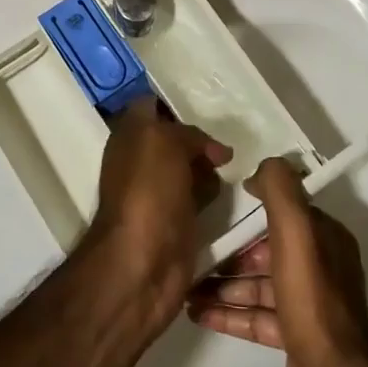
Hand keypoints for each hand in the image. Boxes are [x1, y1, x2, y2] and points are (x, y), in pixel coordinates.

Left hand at [86, 97, 230, 305]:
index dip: (173, 103)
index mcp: (129, 136)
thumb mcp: (165, 142)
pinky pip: (202, 197)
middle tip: (231, 138)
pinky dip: (216, 195)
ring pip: (192, 167)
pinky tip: (235, 192)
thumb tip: (216, 151)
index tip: (206, 105)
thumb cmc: (148, 191)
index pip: (151, 106)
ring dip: (212, 168)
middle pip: (176, 138)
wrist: (144, 262)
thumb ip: (188, 134)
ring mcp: (160, 192)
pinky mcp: (179, 220)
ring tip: (238, 166)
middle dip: (201, 138)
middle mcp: (141, 160)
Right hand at [188, 157, 367, 366]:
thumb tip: (259, 170)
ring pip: (257, 284)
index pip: (284, 213)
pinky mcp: (292, 334)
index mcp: (324, 237)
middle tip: (194, 252)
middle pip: (265, 250)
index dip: (252, 209)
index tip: (218, 208)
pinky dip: (227, 312)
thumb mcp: (297, 231)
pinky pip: (254, 315)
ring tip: (185, 286)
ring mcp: (305, 302)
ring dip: (222, 283)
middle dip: (230, 251)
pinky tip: (195, 312)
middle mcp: (318, 265)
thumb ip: (280, 191)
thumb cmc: (311, 296)